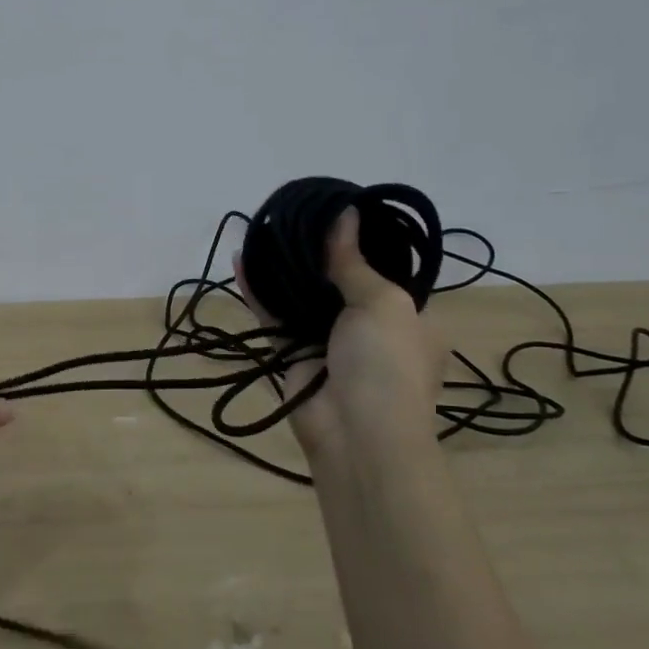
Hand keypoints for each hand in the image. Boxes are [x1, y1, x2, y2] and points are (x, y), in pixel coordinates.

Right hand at [234, 205, 442, 459]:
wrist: (359, 438)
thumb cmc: (387, 364)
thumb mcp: (383, 304)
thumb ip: (354, 261)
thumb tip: (345, 213)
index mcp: (408, 316)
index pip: (385, 271)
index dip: (362, 242)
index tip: (336, 211)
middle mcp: (368, 327)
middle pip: (339, 280)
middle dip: (317, 251)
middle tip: (293, 214)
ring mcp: (328, 342)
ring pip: (302, 296)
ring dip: (284, 268)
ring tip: (263, 229)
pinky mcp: (293, 355)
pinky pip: (274, 316)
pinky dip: (258, 292)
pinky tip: (241, 262)